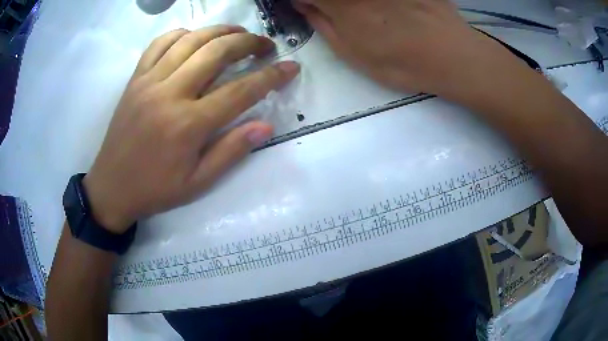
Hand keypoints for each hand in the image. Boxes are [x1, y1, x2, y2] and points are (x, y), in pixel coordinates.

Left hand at [83, 26, 299, 233]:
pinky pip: (159, 44)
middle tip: (265, 45)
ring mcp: (149, 81)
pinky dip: (182, 34)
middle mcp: (170, 94)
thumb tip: (266, 125)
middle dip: (249, 42)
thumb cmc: (155, 189)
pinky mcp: (135, 79)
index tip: (291, 67)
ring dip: (220, 31)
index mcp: (188, 125)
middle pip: (217, 52)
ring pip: (191, 40)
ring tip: (238, 34)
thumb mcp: (197, 183)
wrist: (111, 187)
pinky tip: (195, 38)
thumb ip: (231, 151)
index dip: (272, 76)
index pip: (241, 90)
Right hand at [293, 0, 527, 101]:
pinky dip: (374, 2)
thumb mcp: (352, 53)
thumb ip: (321, 24)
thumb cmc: (400, 61)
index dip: (302, 0)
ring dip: (352, 5)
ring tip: (367, 17)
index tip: (307, 6)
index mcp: (339, 2)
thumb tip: (303, 6)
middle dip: (325, 2)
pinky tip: (385, 10)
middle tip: (336, 12)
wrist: (451, 55)